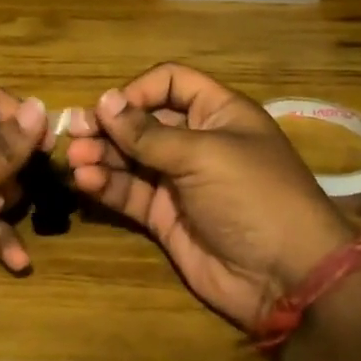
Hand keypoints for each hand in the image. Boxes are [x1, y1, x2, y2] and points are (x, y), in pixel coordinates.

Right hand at [63, 64, 346, 330]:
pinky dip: (106, 185)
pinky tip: (85, 181)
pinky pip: (128, 192)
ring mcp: (178, 180)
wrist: (287, 278)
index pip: (170, 83)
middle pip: (142, 121)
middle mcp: (195, 141)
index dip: (138, 90)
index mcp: (217, 113)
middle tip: (73, 133)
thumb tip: (104, 100)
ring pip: (129, 157)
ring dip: (100, 155)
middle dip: (108, 125)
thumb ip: (148, 133)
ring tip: (74, 160)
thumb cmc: (253, 196)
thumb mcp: (204, 155)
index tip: (110, 108)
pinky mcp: (163, 216)